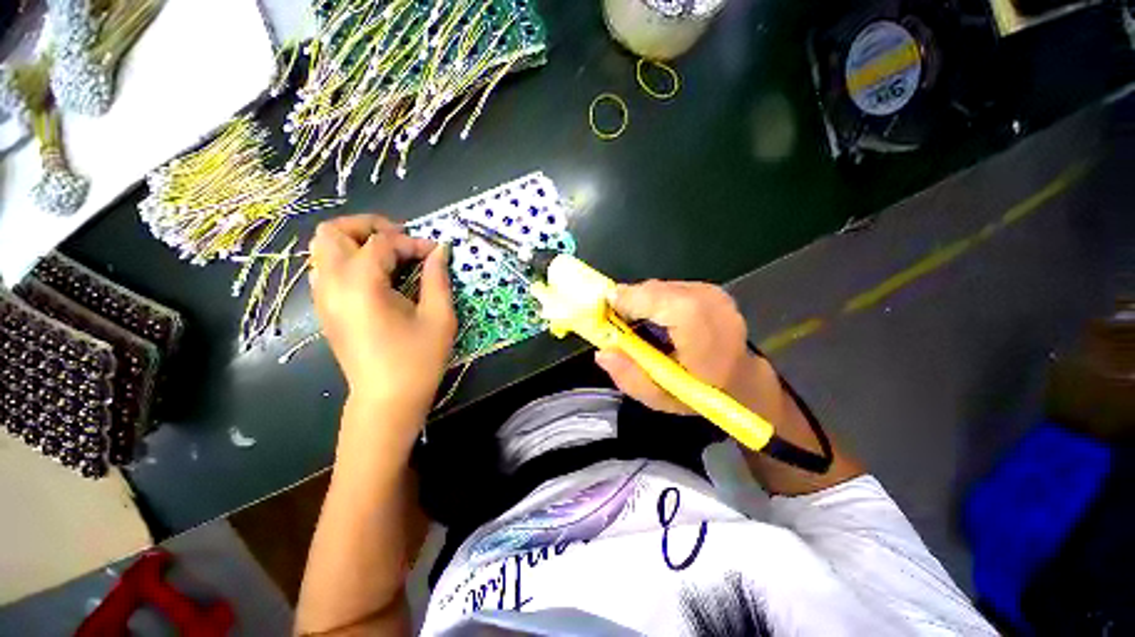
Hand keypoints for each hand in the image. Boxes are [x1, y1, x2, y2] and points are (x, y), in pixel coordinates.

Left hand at [309, 215, 456, 421]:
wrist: (387, 400)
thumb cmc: (417, 360)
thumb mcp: (439, 317)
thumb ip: (437, 278)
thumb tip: (440, 250)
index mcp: (360, 285)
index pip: (381, 242)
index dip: (413, 242)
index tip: (436, 253)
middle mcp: (331, 284)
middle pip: (332, 231)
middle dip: (369, 227)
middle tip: (401, 240)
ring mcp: (322, 297)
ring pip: (322, 248)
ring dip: (355, 241)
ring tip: (388, 255)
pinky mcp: (324, 309)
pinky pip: (325, 268)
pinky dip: (348, 259)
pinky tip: (376, 276)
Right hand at [595, 281, 783, 420]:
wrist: (743, 380)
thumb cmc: (702, 394)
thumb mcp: (661, 398)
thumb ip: (630, 378)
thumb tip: (602, 353)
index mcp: (703, 332)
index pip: (659, 299)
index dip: (629, 302)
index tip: (606, 313)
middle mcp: (710, 303)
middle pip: (655, 290)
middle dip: (631, 303)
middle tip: (618, 324)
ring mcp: (712, 292)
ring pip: (660, 287)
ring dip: (642, 302)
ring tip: (639, 325)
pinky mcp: (709, 288)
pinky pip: (670, 287)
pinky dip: (656, 300)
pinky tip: (658, 320)